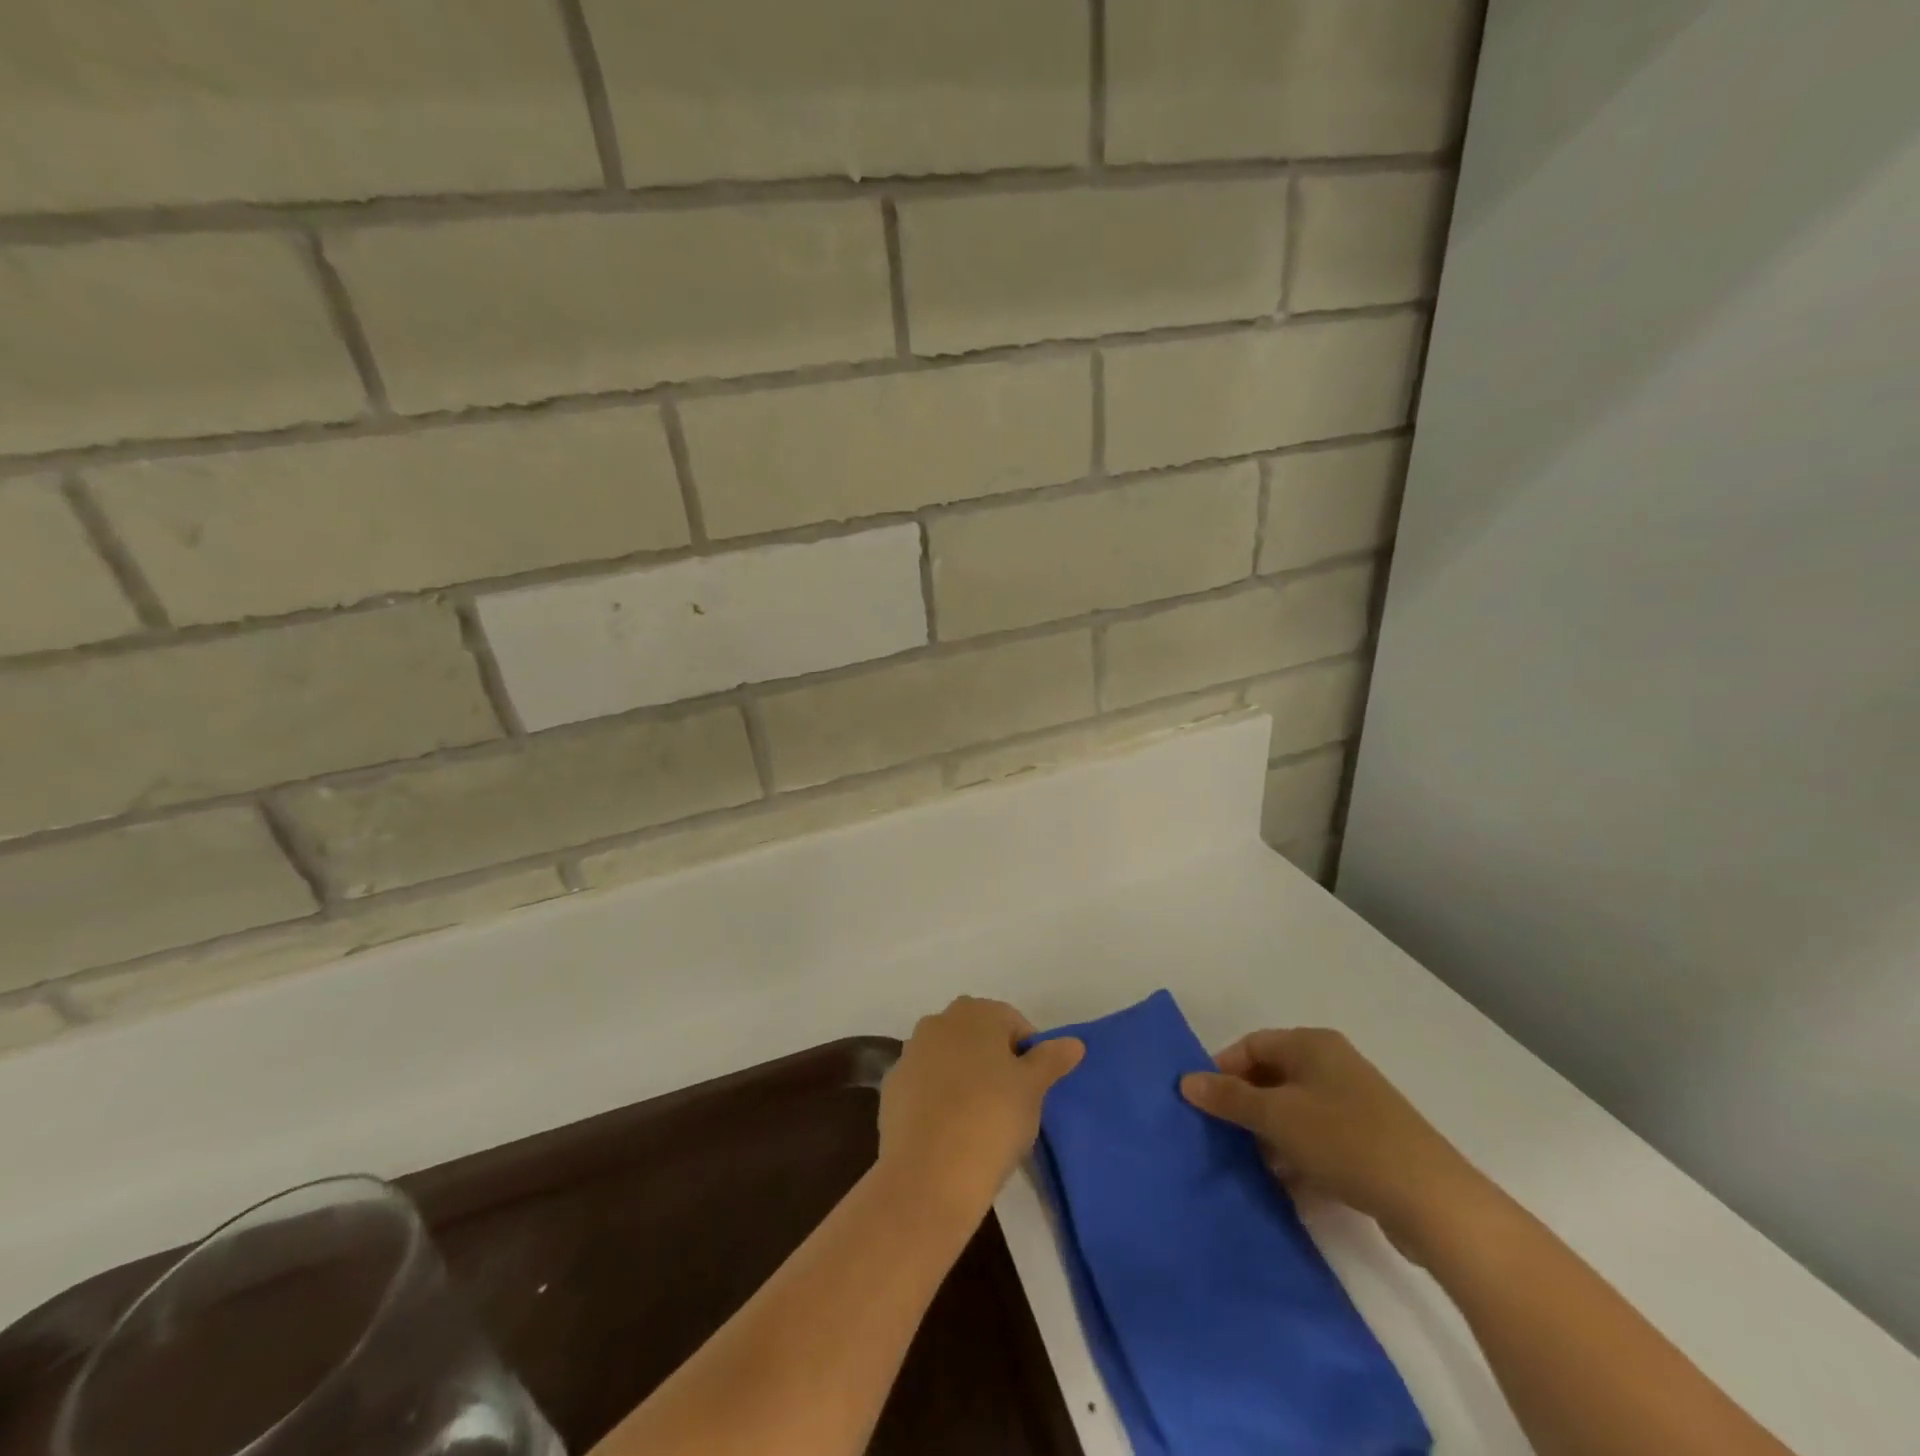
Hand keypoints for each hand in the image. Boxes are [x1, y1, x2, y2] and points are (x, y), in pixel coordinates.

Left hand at [878, 997, 1083, 1221]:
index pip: (1013, 1023)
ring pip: (949, 1059)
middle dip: (995, 1061)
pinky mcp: (892, 1087)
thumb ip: (1051, 1059)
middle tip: (1012, 1102)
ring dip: (965, 1078)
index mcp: (975, 1012)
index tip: (1035, 1089)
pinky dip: (939, 1099)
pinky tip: (950, 1131)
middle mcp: (938, 1022)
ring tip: (981, 1120)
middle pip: (978, 1037)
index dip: (1029, 1055)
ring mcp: (910, 1053)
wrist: (929, 1175)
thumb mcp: (1033, 1089)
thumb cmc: (992, 1120)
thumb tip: (1074, 1042)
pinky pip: (926, 1085)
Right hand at [1180, 1027, 1484, 1253]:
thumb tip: (1185, 1080)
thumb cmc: (1346, 1140)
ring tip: (1254, 1167)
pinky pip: (1321, 1140)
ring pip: (1296, 1113)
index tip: (1203, 1103)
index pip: (1252, 1045)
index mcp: (1312, 1045)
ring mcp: (1356, 1105)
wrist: (1434, 1202)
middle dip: (1246, 1108)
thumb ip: (1229, 1097)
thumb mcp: (1277, 1116)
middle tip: (1223, 1137)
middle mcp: (1334, 1065)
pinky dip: (1300, 1157)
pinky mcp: (1372, 1143)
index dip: (1223, 1069)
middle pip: (1273, 1078)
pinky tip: (1289, 1186)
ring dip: (1272, 1137)